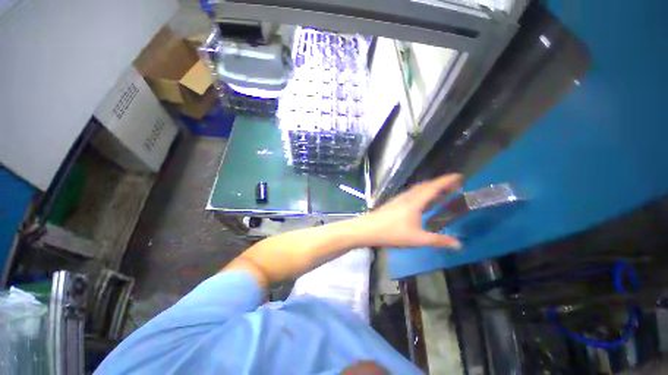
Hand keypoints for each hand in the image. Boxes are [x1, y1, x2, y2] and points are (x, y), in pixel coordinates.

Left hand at [359, 174, 462, 248]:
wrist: (368, 229)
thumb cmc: (392, 233)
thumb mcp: (418, 239)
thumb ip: (439, 241)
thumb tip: (459, 244)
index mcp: (415, 201)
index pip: (434, 187)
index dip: (447, 180)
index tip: (460, 176)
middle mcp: (408, 196)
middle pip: (426, 186)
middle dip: (441, 184)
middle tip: (455, 187)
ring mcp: (400, 198)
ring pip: (418, 190)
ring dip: (431, 189)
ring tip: (442, 195)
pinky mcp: (395, 202)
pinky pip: (412, 194)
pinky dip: (422, 194)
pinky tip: (423, 203)